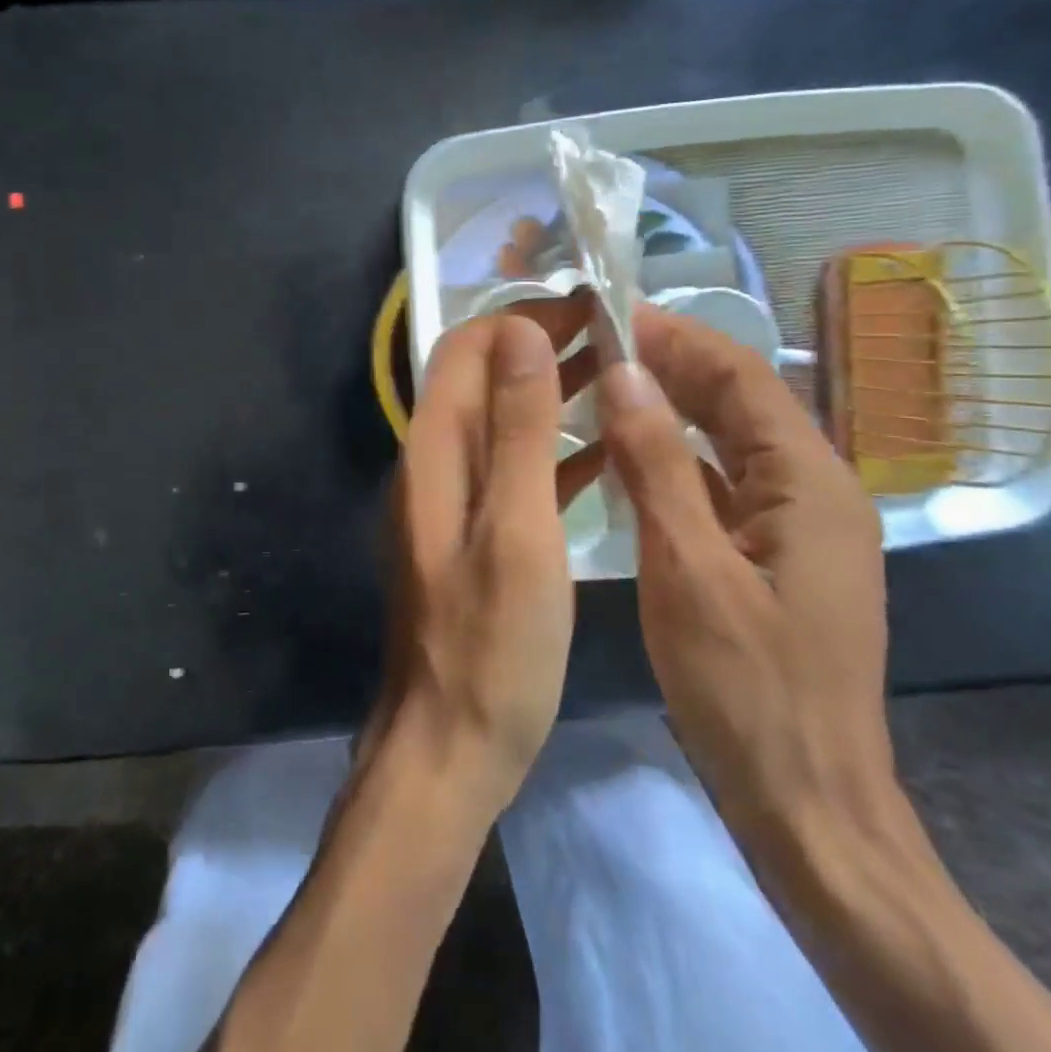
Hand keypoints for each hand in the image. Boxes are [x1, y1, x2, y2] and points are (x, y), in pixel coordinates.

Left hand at [372, 301, 597, 812]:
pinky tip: (602, 455)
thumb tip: (520, 333)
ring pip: (499, 422)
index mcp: (435, 452)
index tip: (588, 306)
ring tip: (618, 378)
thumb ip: (518, 429)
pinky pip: (510, 471)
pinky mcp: (469, 535)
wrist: (448, 745)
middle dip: (540, 347)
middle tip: (614, 333)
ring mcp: (449, 501)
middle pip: (481, 379)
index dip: (522, 318)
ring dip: (550, 394)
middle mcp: (432, 464)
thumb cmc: (491, 646)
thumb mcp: (517, 529)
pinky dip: (551, 450)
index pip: (466, 349)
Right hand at [595, 305, 897, 855]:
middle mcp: (815, 490)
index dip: (678, 339)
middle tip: (595, 344)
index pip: (743, 378)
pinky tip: (628, 457)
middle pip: (740, 403)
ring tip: (603, 385)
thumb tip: (625, 373)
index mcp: (811, 483)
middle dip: (672, 366)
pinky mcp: (774, 556)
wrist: (807, 803)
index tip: (611, 315)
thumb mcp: (689, 570)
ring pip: (729, 443)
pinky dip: (676, 459)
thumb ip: (657, 466)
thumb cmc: (747, 689)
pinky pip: (724, 484)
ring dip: (671, 409)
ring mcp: (797, 526)